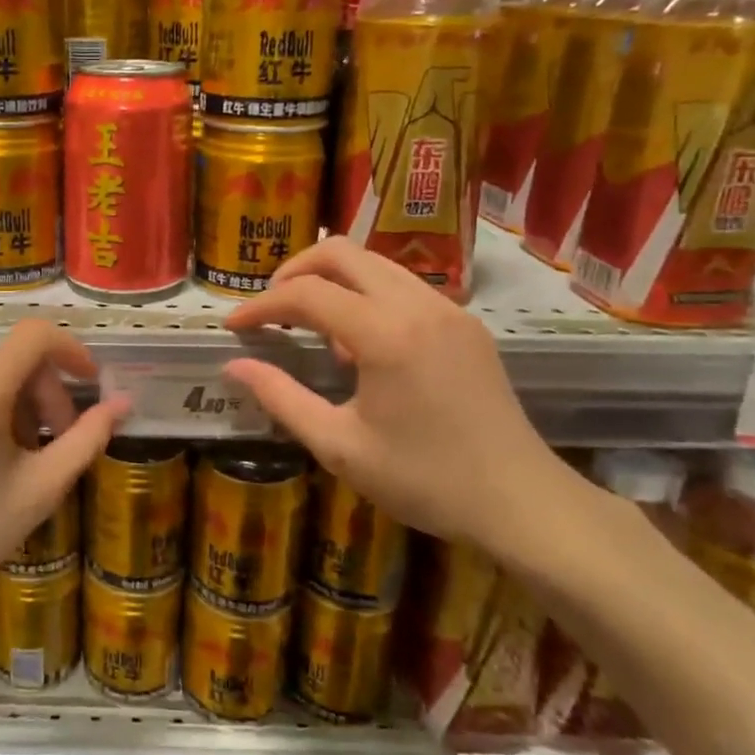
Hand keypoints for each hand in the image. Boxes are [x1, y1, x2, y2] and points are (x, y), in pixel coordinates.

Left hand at [0, 320, 126, 646]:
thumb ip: (87, 438)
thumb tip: (122, 402)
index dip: (70, 350)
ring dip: (8, 402)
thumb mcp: (39, 490)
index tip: (88, 383)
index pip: (35, 336)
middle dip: (41, 394)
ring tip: (9, 455)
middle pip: (10, 361)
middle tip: (52, 442)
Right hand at [222, 237, 578, 555]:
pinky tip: (360, 342)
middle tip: (270, 307)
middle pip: (342, 252)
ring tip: (310, 323)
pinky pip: (403, 285)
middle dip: (295, 270)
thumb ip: (281, 398)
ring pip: (375, 263)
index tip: (233, 326)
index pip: (306, 293)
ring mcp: (448, 308)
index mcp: (385, 333)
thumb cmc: (425, 479)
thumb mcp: (339, 447)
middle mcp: (417, 304)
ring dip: (333, 279)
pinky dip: (367, 294)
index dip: (261, 305)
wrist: (521, 501)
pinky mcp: (465, 323)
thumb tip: (234, 366)